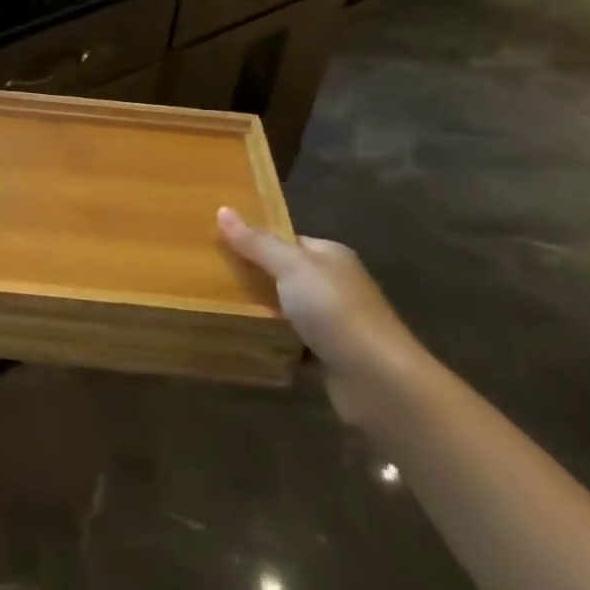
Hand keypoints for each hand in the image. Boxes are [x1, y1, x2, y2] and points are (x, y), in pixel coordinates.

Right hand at [217, 207, 427, 424]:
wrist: (379, 380)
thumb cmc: (335, 311)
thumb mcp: (291, 267)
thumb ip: (257, 243)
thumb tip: (222, 209)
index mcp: (330, 256)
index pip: (287, 241)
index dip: (255, 241)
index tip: (218, 245)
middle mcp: (335, 285)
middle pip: (285, 275)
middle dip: (253, 278)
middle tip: (210, 279)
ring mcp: (334, 323)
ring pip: (287, 311)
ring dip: (261, 313)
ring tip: (218, 309)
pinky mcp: (330, 357)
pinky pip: (292, 343)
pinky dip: (273, 343)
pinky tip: (246, 343)